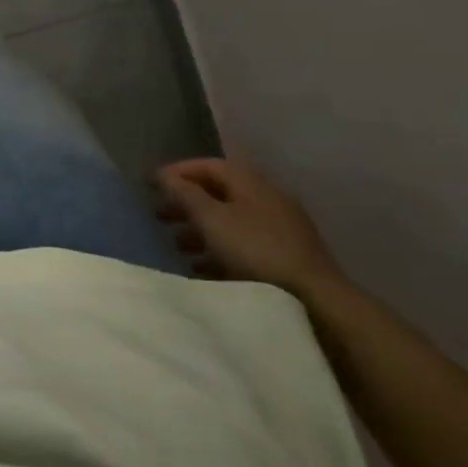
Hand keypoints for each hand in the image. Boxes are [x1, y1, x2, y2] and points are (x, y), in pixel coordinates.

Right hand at [153, 158, 345, 299]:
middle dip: (186, 203)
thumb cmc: (256, 251)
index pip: (209, 166)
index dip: (178, 172)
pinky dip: (219, 250)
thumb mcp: (212, 219)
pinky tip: (203, 268)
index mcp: (251, 182)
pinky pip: (244, 245)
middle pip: (218, 193)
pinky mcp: (286, 257)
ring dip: (200, 229)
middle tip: (159, 216)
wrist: (316, 301)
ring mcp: (280, 229)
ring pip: (230, 221)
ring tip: (177, 245)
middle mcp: (267, 199)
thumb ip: (185, 194)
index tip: (151, 185)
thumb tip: (164, 176)